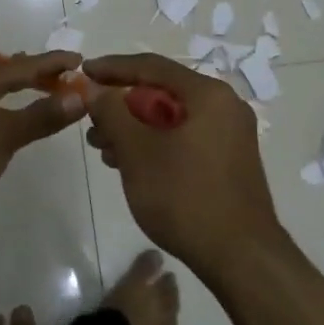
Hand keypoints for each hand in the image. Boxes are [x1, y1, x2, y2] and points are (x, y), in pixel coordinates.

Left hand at [0, 52, 85, 227]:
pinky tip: (5, 125)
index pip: (26, 66)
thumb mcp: (4, 135)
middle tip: (62, 75)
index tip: (80, 60)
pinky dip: (4, 111)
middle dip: (36, 74)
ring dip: (18, 93)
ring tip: (38, 93)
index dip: (54, 63)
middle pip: (8, 75)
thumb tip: (78, 96)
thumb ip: (40, 116)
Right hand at [84, 54, 286, 280]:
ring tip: (102, 148)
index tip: (82, 72)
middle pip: (162, 92)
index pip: (151, 66)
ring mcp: (229, 135)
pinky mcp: (228, 161)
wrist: (241, 258)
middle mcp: (224, 106)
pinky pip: (184, 138)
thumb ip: (112, 112)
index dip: (112, 67)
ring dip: (134, 128)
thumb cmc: (185, 196)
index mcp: (208, 94)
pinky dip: (154, 144)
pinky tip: (129, 164)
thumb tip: (95, 89)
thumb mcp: (137, 151)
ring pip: (171, 118)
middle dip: (121, 105)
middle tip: (90, 121)